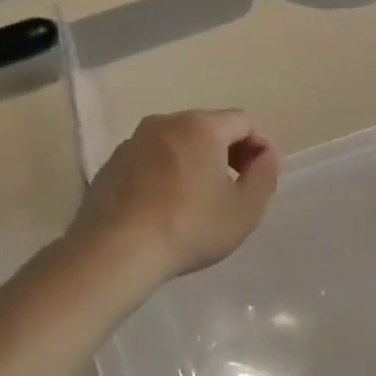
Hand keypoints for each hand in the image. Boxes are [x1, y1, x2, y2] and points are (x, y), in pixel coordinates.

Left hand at [73, 110, 279, 278]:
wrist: (115, 252)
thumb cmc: (190, 227)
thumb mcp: (246, 209)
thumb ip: (265, 175)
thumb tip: (264, 156)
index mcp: (201, 126)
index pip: (243, 122)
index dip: (258, 147)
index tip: (257, 179)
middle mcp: (165, 123)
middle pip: (208, 128)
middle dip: (226, 153)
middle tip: (232, 190)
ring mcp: (133, 143)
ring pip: (176, 143)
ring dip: (193, 162)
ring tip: (196, 200)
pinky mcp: (110, 165)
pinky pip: (150, 161)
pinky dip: (164, 174)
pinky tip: (164, 208)